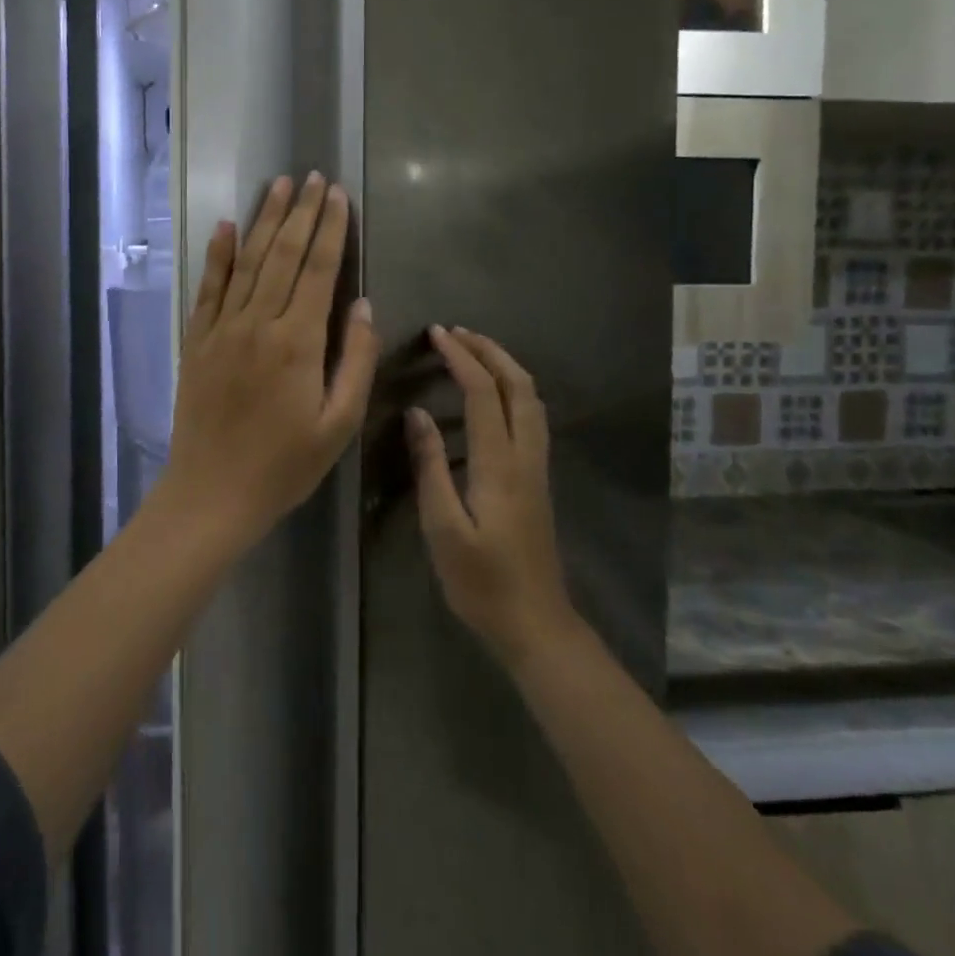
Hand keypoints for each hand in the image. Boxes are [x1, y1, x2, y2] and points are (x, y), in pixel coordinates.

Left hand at [162, 173, 378, 546]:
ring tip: (278, 185)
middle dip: (302, 212)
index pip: (319, 270)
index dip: (331, 229)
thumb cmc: (284, 465)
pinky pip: (208, 287)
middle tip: (312, 176)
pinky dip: (217, 254)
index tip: (338, 195)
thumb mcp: (338, 424)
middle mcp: (258, 323)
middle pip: (284, 255)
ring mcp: (222, 328)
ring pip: (247, 261)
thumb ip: (354, 360)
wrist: (212, 493)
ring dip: (264, 220)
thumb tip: (362, 304)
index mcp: (298, 342)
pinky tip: (225, 226)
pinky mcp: (197, 340)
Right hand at [408, 326, 575, 664]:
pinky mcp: (538, 478)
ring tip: (473, 351)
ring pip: (532, 398)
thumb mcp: (443, 527)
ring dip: (504, 365)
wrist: (536, 623)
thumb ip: (429, 466)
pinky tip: (493, 394)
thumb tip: (417, 414)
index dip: (461, 358)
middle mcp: (526, 455)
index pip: (484, 393)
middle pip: (519, 385)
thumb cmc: (481, 581)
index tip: (437, 334)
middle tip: (456, 332)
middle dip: (489, 350)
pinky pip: (531, 415)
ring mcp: (538, 466)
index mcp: (499, 464)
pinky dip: (512, 388)